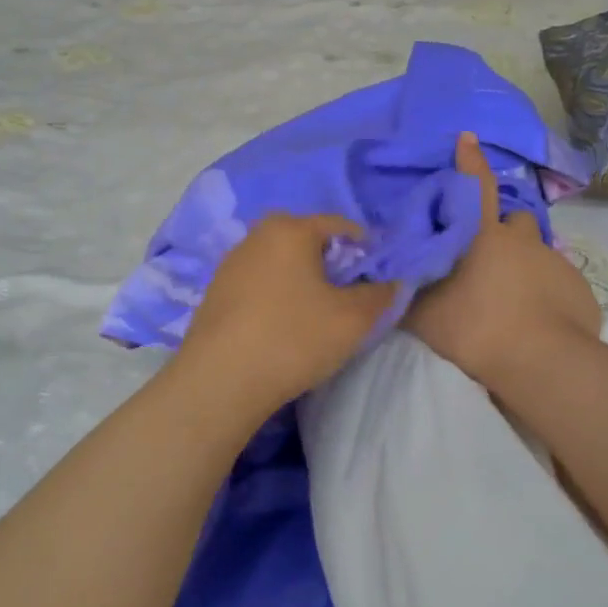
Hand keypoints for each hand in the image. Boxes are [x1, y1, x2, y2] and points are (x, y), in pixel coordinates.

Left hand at [178, 214, 397, 414]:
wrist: (220, 380)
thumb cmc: (293, 338)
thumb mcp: (353, 319)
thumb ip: (380, 294)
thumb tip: (391, 282)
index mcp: (291, 229)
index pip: (341, 225)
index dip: (366, 248)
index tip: (378, 277)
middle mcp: (257, 235)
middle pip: (306, 240)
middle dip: (331, 262)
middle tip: (347, 295)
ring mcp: (231, 263)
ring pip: (280, 262)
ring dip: (301, 279)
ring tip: (315, 312)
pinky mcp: (215, 291)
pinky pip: (259, 282)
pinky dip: (276, 294)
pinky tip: (281, 324)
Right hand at [405, 133, 601, 388]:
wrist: (539, 361)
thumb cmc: (473, 329)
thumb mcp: (423, 314)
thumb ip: (409, 290)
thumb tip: (392, 275)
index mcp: (482, 235)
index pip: (474, 186)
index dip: (469, 161)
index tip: (468, 137)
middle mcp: (521, 239)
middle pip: (512, 220)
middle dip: (502, 231)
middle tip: (488, 260)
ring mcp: (554, 260)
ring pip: (536, 251)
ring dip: (524, 263)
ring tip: (514, 296)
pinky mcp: (578, 286)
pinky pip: (557, 280)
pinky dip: (545, 292)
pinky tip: (537, 318)